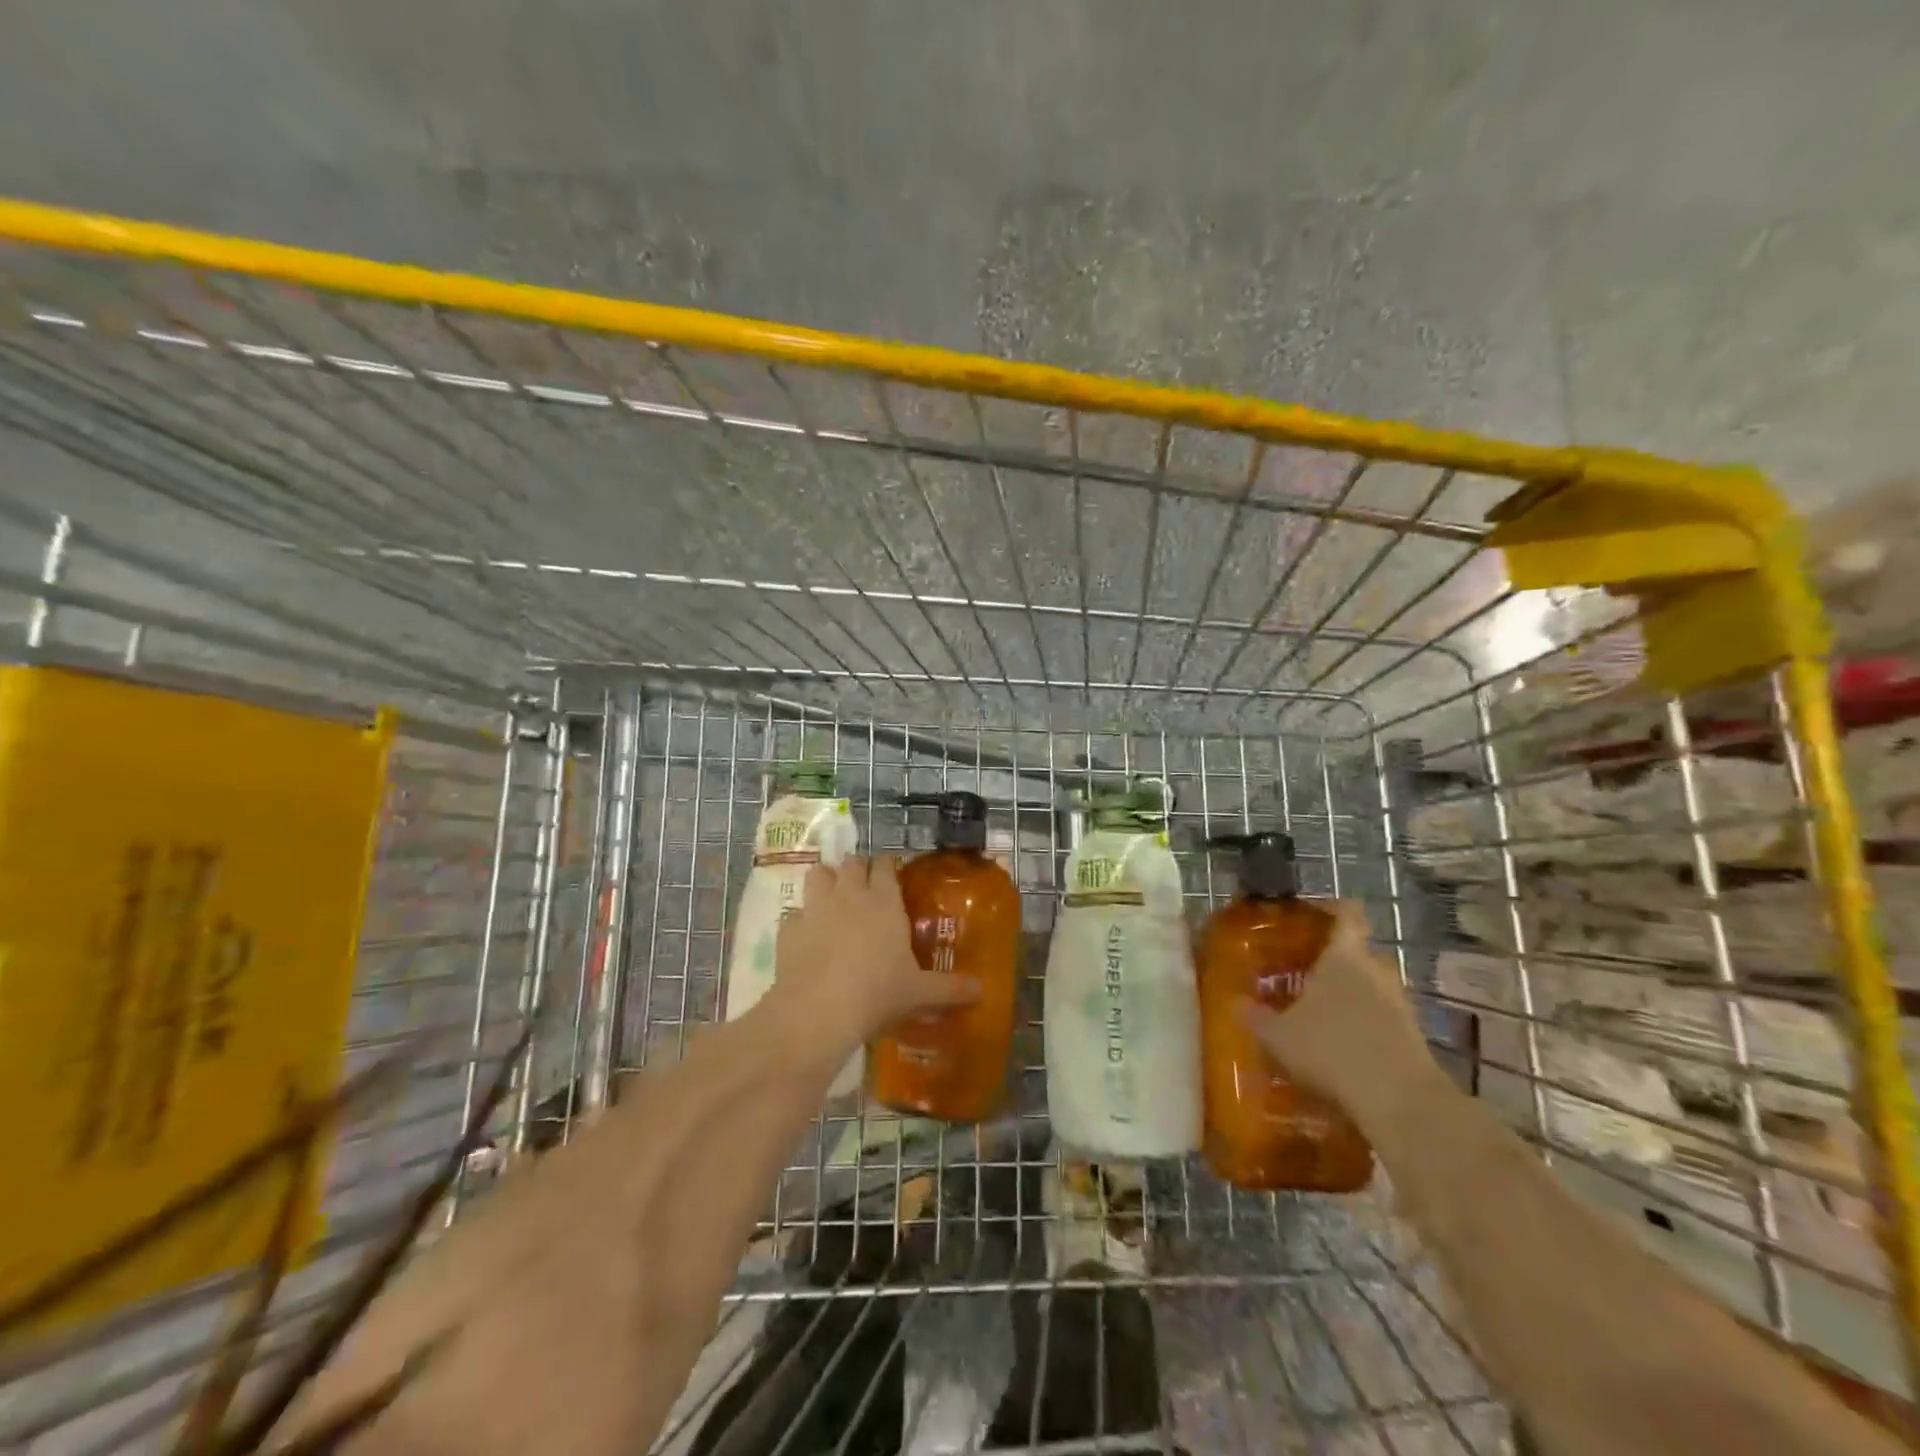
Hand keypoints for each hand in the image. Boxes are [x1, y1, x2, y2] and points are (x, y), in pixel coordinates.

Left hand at [769, 855, 980, 1052]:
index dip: (888, 865)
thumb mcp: (920, 993)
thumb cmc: (878, 993)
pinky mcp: (789, 929)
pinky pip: (794, 913)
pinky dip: (801, 919)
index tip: (892, 873)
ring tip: (833, 898)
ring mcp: (816, 908)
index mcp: (884, 902)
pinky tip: (807, 936)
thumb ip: (951, 989)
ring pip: (818, 874)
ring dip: (826, 880)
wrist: (819, 1010)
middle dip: (858, 868)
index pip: (886, 865)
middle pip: (852, 863)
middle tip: (865, 887)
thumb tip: (982, 991)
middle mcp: (850, 895)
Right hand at [1237, 899, 1432, 1125]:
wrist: (1400, 1103)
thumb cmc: (1331, 1049)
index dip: (1331, 908)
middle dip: (1337, 958)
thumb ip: (1257, 1017)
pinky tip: (1341, 1045)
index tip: (1310, 912)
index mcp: (1344, 956)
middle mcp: (1376, 971)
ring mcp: (1400, 1005)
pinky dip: (1365, 1025)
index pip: (1347, 914)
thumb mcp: (1278, 1035)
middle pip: (1360, 951)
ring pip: (1373, 986)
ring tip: (1321, 1010)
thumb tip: (1237, 1004)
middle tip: (1305, 969)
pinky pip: (1384, 1018)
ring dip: (1352, 994)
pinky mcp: (1413, 1038)